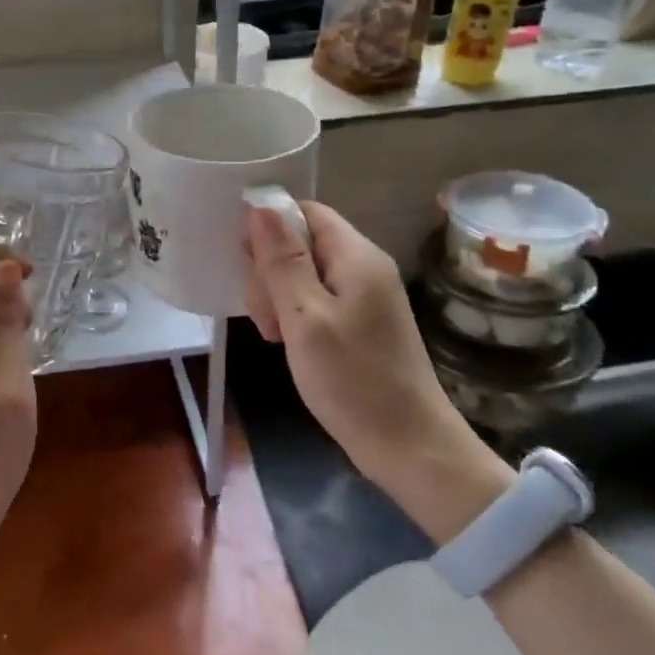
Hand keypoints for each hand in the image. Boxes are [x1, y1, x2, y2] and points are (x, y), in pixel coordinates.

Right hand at [245, 203, 508, 529]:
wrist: (409, 447)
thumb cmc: (353, 380)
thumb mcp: (306, 318)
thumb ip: (282, 261)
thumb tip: (260, 207)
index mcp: (356, 256)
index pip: (305, 212)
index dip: (269, 227)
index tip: (245, 265)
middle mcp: (365, 267)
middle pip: (303, 242)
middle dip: (271, 270)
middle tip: (264, 316)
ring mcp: (366, 296)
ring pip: (305, 273)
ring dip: (279, 296)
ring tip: (274, 335)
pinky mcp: (362, 323)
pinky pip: (318, 300)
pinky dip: (296, 315)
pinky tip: (287, 342)